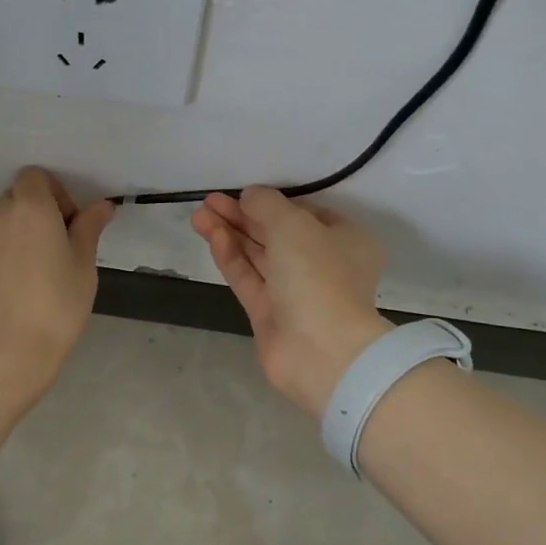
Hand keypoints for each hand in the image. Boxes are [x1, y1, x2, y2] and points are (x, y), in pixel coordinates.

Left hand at [0, 168, 114, 403]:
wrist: (6, 356)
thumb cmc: (56, 310)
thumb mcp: (83, 269)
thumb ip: (88, 229)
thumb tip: (101, 204)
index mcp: (31, 208)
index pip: (35, 177)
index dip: (51, 196)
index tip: (63, 226)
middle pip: (11, 200)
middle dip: (28, 217)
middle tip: (43, 254)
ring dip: (1, 238)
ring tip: (13, 277)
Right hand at [192, 187, 391, 417]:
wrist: (322, 351)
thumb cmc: (319, 275)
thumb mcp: (294, 224)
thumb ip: (267, 204)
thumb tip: (250, 196)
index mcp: (346, 240)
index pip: (306, 213)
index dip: (273, 202)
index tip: (243, 193)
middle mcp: (324, 264)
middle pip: (277, 234)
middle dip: (243, 216)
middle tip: (210, 200)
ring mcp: (296, 292)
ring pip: (259, 256)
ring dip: (231, 234)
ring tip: (199, 214)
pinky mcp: (271, 314)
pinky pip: (249, 278)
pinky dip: (231, 256)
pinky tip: (211, 235)